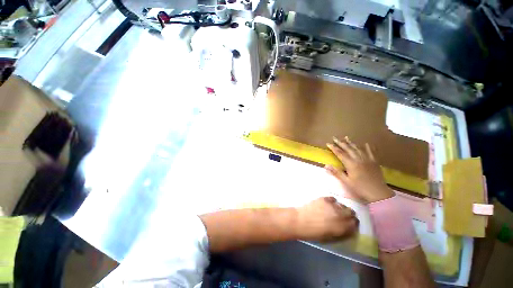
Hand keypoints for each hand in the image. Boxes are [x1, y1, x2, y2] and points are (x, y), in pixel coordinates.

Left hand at [295, 197, 358, 241]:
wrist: (300, 221)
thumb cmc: (313, 233)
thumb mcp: (330, 237)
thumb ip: (341, 232)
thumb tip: (346, 228)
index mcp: (341, 227)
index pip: (354, 223)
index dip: (353, 223)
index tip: (351, 223)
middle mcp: (339, 215)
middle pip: (351, 212)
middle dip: (349, 214)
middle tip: (344, 216)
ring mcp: (332, 205)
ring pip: (343, 205)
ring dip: (341, 208)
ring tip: (335, 210)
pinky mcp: (324, 198)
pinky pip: (333, 199)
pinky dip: (332, 202)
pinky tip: (328, 204)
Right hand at [326, 136, 394, 202]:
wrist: (378, 193)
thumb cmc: (360, 188)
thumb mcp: (346, 181)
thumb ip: (336, 172)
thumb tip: (326, 165)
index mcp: (351, 164)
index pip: (340, 153)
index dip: (333, 148)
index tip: (328, 143)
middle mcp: (358, 159)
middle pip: (348, 149)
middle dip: (340, 143)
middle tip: (335, 138)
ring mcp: (367, 159)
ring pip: (358, 148)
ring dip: (351, 143)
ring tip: (346, 137)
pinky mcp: (374, 162)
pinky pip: (371, 152)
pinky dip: (368, 147)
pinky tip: (366, 143)